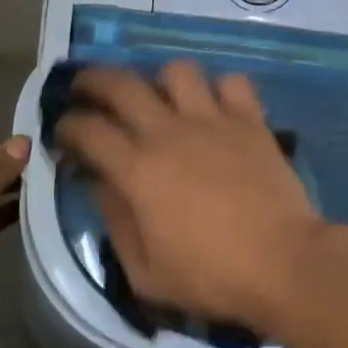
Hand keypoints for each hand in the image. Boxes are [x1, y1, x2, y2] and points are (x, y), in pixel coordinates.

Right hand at [55, 62, 323, 324]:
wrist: (284, 263)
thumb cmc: (211, 276)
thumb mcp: (145, 272)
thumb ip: (116, 222)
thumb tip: (103, 184)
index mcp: (138, 169)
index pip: (87, 129)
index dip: (66, 125)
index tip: (63, 132)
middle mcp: (170, 132)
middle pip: (121, 83)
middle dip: (94, 80)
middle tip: (87, 89)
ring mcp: (213, 120)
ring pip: (178, 71)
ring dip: (161, 80)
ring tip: (161, 98)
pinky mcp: (251, 120)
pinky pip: (232, 82)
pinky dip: (220, 89)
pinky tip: (216, 107)